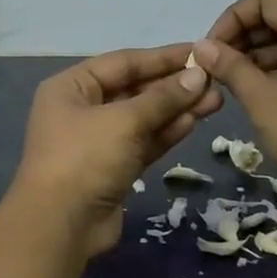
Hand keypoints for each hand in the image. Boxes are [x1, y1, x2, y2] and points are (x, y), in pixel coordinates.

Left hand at [9, 44, 223, 257]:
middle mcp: (82, 109)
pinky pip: (143, 142)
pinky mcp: (113, 168)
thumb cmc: (85, 158)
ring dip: (176, 109)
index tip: (199, 51)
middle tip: (215, 80)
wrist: (60, 225)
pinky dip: (166, 132)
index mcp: (71, 87)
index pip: (123, 62)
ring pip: (142, 118)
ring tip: (216, 100)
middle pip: (134, 89)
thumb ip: (162, 98)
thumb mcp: (124, 121)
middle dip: (173, 86)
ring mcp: (97, 141)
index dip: (162, 57)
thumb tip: (197, 76)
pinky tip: (195, 121)